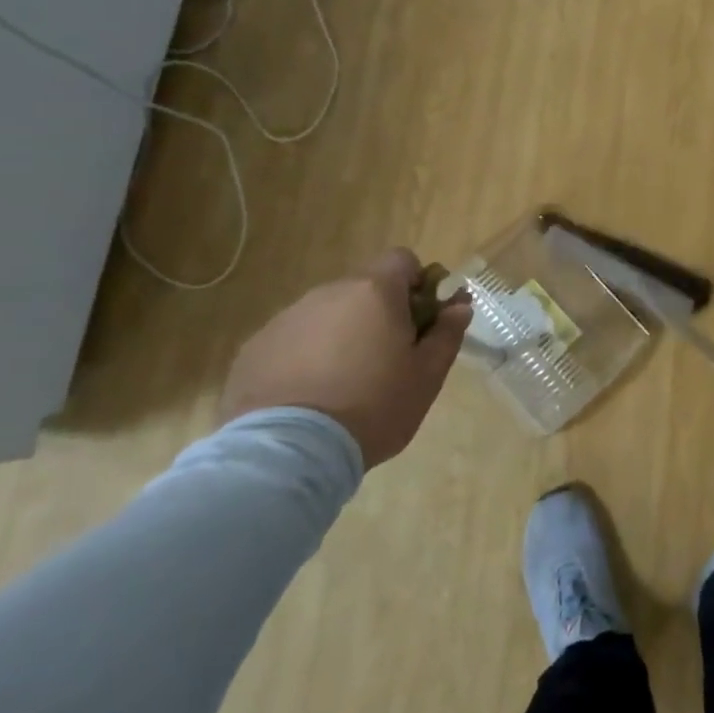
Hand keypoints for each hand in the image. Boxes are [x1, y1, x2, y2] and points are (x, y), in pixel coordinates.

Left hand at [219, 249, 471, 468]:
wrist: (289, 453)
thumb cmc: (374, 407)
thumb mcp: (427, 376)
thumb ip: (447, 334)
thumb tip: (459, 305)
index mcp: (374, 292)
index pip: (402, 260)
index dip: (417, 284)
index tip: (420, 320)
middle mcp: (328, 293)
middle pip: (363, 289)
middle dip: (378, 314)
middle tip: (386, 360)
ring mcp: (286, 319)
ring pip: (326, 315)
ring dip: (340, 335)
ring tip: (342, 385)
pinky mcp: (254, 348)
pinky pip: (292, 341)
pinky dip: (305, 358)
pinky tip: (308, 397)